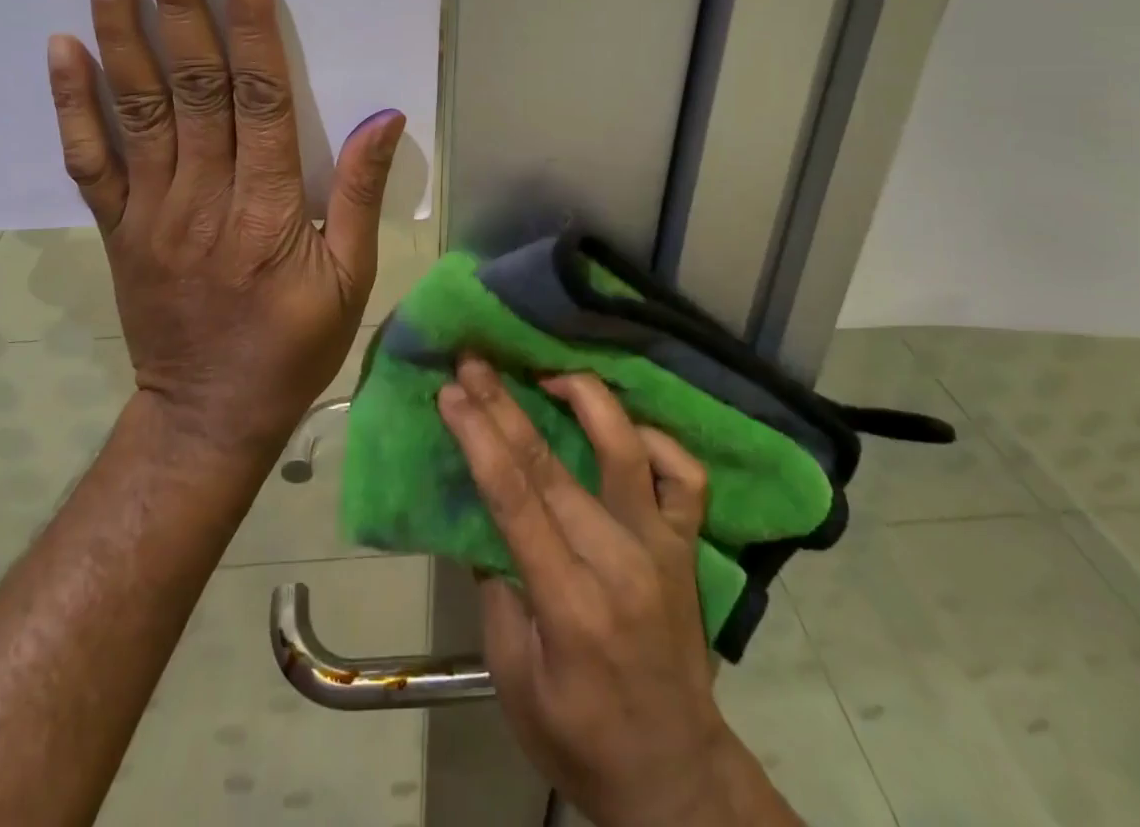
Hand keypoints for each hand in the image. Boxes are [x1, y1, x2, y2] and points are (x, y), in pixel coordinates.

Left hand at [45, 0, 404, 453]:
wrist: (208, 415)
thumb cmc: (292, 347)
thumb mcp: (352, 280)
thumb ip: (362, 195)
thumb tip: (385, 117)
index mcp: (269, 209)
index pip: (259, 98)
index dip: (251, 25)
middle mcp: (204, 197)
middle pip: (193, 85)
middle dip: (182, 4)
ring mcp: (151, 211)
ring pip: (136, 109)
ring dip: (121, 34)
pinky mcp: (117, 229)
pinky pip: (89, 161)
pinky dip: (72, 104)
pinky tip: (62, 48)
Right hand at [437, 359, 800, 826]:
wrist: (677, 778)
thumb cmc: (581, 739)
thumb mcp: (515, 683)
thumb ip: (497, 595)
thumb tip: (486, 522)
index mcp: (570, 602)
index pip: (515, 499)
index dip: (479, 438)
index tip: (451, 393)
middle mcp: (621, 561)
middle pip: (554, 465)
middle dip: (506, 406)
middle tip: (474, 363)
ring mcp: (662, 547)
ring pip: (626, 450)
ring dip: (584, 400)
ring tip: (548, 373)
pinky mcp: (688, 546)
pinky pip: (684, 476)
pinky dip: (657, 439)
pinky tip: (625, 427)